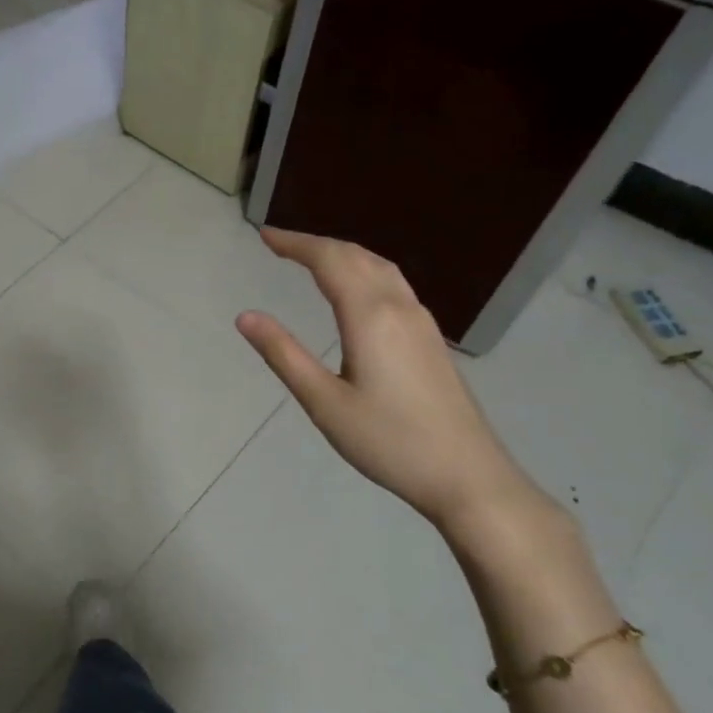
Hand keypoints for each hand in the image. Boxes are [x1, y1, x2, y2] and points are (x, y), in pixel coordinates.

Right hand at [235, 229, 550, 534]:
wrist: (467, 476)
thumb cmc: (388, 441)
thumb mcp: (324, 402)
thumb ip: (284, 355)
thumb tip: (245, 317)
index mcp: (370, 317)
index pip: (329, 261)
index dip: (295, 244)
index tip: (264, 236)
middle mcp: (399, 308)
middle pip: (357, 257)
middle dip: (316, 244)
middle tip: (280, 244)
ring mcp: (421, 322)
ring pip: (381, 267)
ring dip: (344, 254)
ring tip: (312, 258)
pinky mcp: (431, 339)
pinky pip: (394, 284)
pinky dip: (365, 270)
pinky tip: (357, 289)